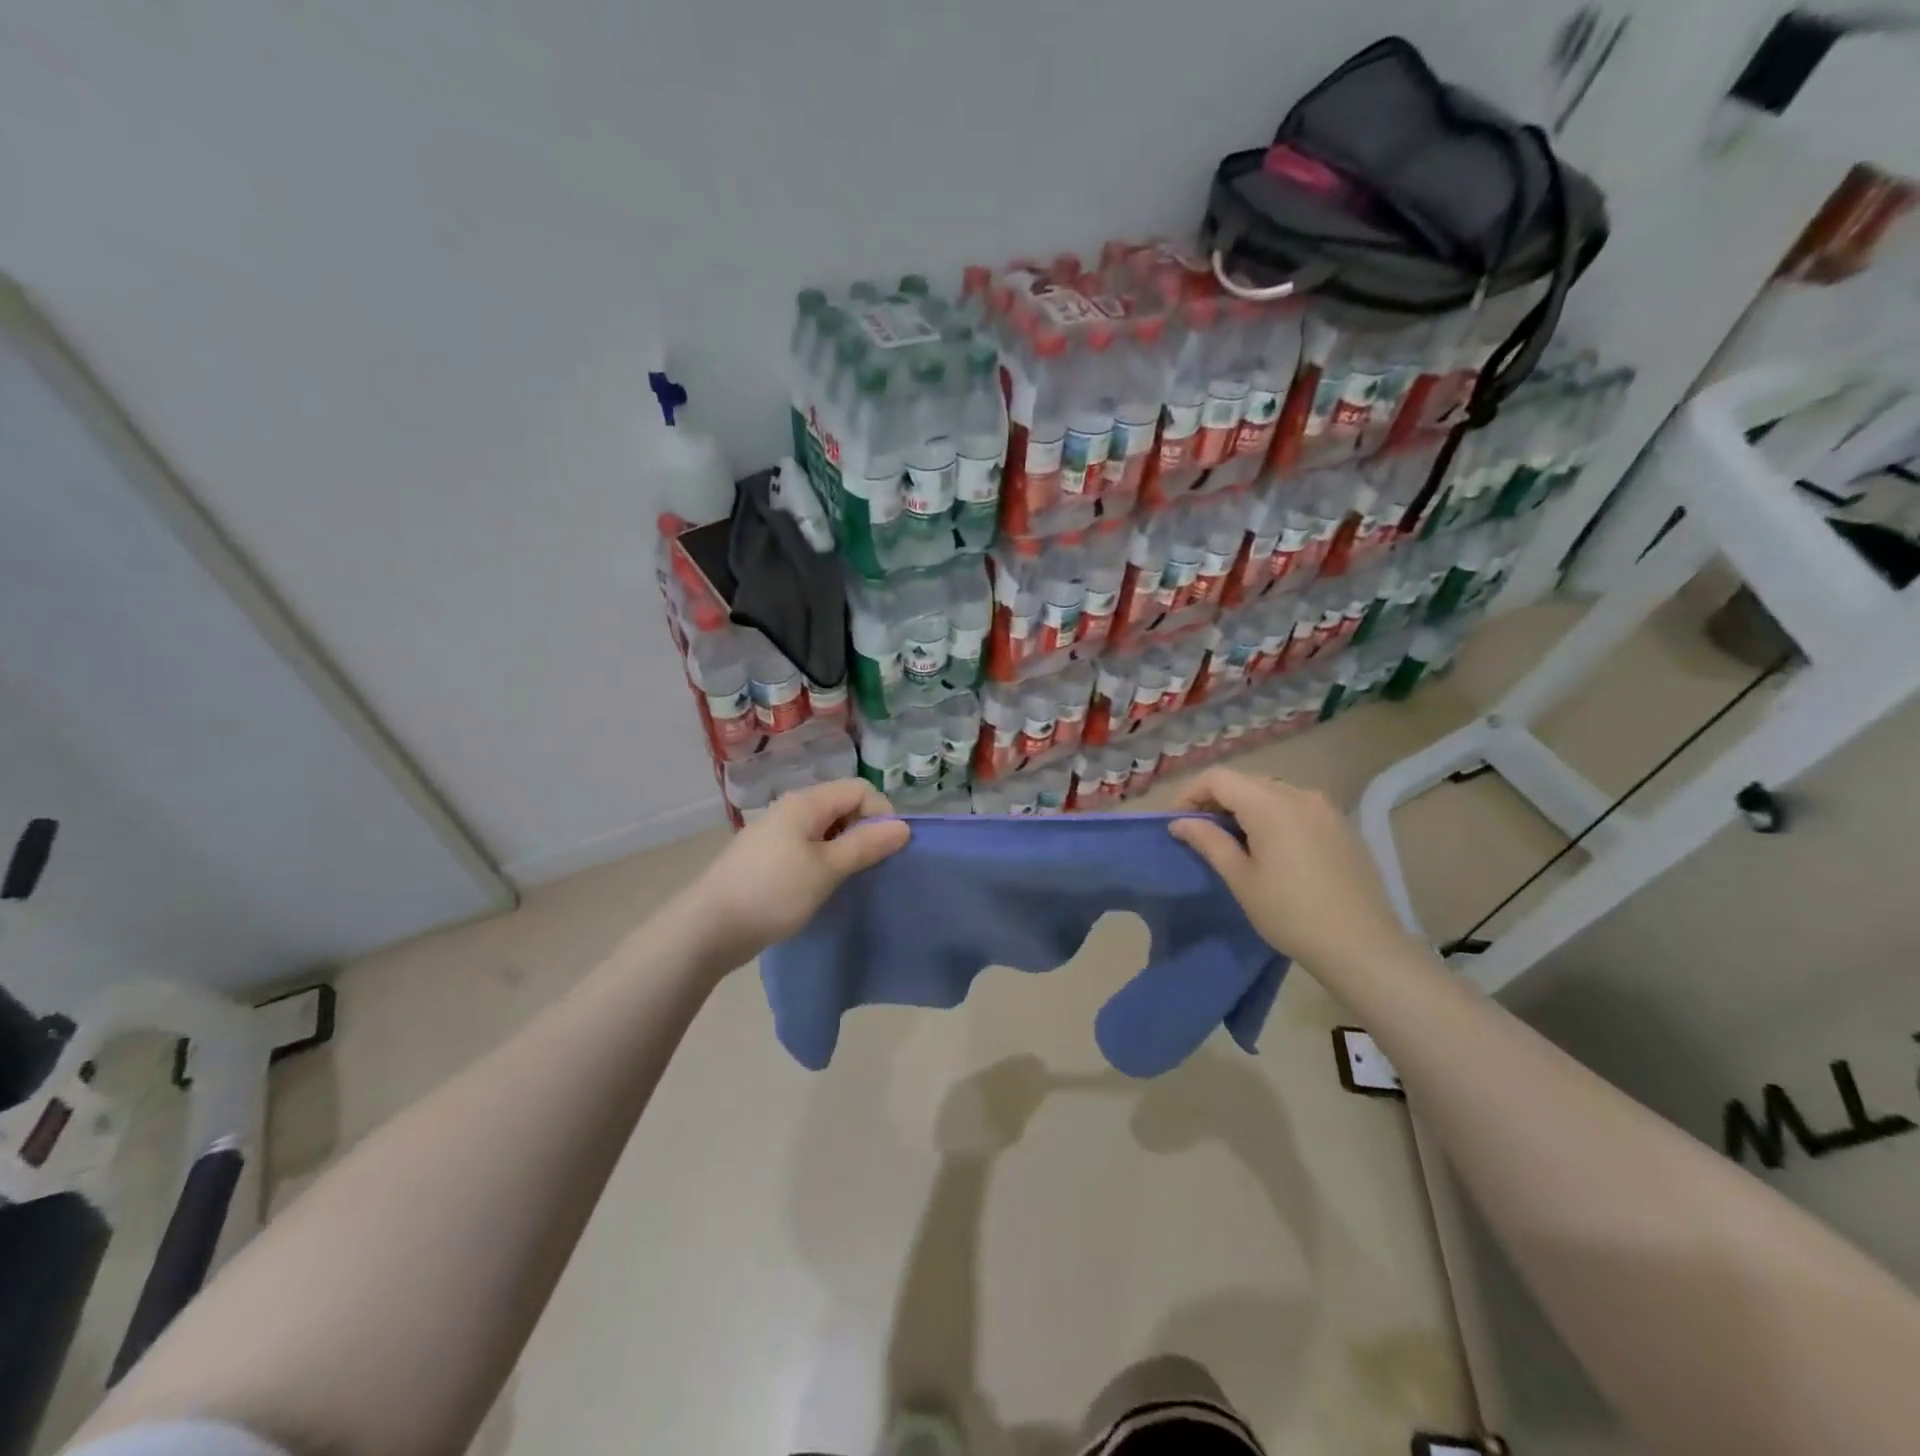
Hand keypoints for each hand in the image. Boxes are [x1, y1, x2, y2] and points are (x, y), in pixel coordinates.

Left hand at [683, 778, 909, 972]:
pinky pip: (808, 846)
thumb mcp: (827, 869)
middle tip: (869, 868)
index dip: (880, 815)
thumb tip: (904, 826)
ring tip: (848, 880)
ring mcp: (776, 832)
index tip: (886, 851)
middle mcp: (791, 809)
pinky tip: (821, 886)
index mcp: (806, 803)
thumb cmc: (773, 893)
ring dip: (844, 848)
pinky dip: (824, 860)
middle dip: (864, 832)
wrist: (708, 928)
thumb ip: (866, 845)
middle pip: (843, 806)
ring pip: (826, 828)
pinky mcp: (767, 856)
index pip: (860, 790)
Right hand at [1168, 768, 1412, 970]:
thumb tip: (1180, 822)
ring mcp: (1325, 808)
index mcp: (1270, 804)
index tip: (1180, 823)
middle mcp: (1299, 794)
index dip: (1191, 794)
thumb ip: (1208, 841)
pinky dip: (1274, 816)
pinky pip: (1297, 807)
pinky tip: (1273, 849)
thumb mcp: (1240, 878)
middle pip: (1246, 782)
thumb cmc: (1290, 913)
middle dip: (1217, 801)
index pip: (1218, 778)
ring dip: (1246, 808)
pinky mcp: (1341, 825)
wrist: (1363, 945)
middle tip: (1202, 834)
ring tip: (1236, 842)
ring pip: (1272, 793)